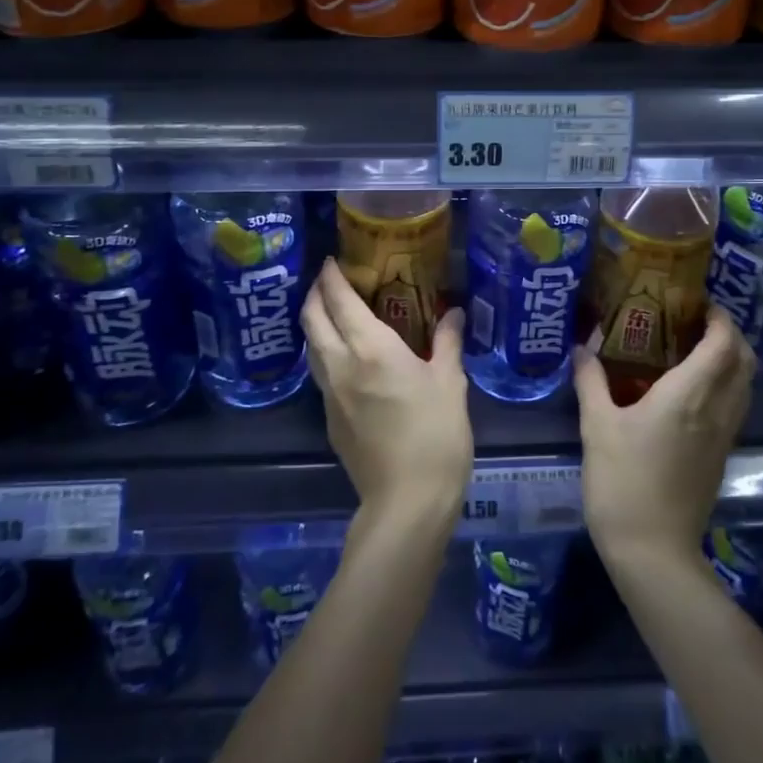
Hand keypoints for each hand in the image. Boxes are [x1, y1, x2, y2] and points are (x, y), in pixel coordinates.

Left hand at [302, 258, 472, 527]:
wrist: (407, 502)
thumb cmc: (435, 435)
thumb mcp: (450, 383)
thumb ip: (447, 342)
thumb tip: (452, 312)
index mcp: (371, 348)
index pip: (339, 300)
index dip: (331, 277)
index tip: (332, 261)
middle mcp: (341, 365)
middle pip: (312, 319)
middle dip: (314, 294)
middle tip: (328, 280)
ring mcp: (330, 394)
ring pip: (311, 347)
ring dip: (315, 323)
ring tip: (333, 313)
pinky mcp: (330, 419)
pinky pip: (320, 373)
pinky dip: (324, 352)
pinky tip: (345, 358)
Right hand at [574, 306, 754, 575]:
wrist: (652, 551)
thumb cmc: (622, 481)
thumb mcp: (596, 426)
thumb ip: (591, 381)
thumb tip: (583, 347)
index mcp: (689, 395)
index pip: (723, 343)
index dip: (719, 317)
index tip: (698, 302)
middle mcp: (716, 410)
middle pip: (745, 361)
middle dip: (729, 334)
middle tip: (696, 322)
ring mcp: (723, 436)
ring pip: (744, 385)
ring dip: (730, 360)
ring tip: (693, 349)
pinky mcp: (720, 456)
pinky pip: (734, 406)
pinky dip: (724, 386)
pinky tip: (690, 390)